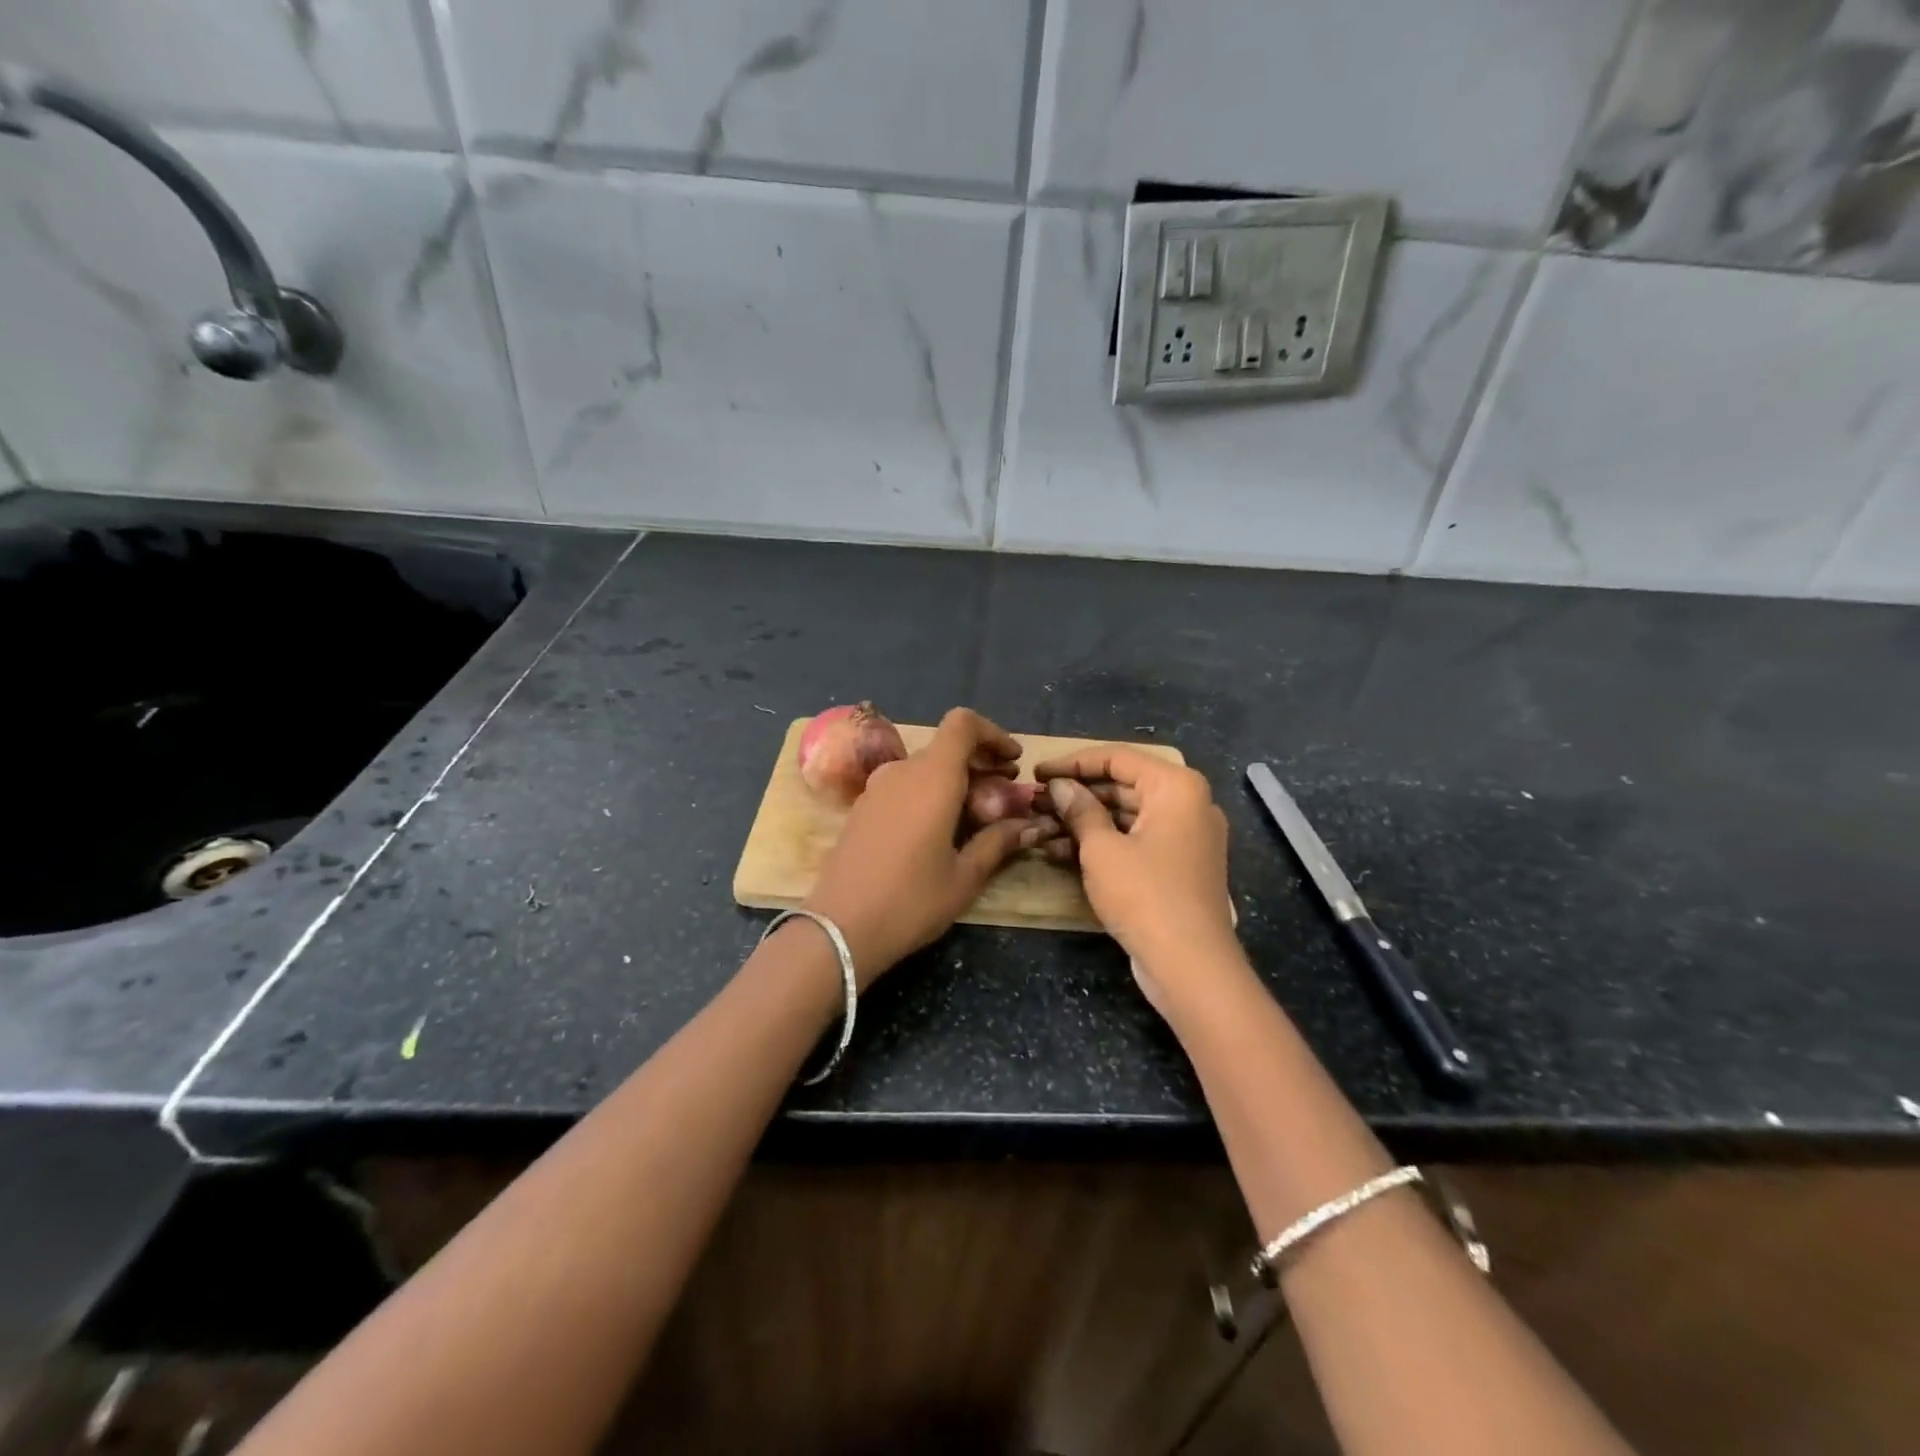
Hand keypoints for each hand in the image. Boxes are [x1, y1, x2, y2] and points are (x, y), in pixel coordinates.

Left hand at [804, 708, 1044, 985]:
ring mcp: (876, 789)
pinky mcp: (862, 808)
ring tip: (977, 818)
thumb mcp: (965, 877)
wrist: (838, 929)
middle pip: (947, 748)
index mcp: (932, 778)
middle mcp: (902, 771)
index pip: (963, 724)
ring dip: (955, 781)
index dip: (993, 734)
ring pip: (925, 768)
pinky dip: (930, 794)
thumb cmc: (910, 901)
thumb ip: (998, 842)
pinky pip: (904, 786)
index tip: (1013, 761)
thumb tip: (1030, 826)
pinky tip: (940, 831)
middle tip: (1005, 796)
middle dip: (980, 764)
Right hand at [1034, 747, 1241, 1011]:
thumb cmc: (1145, 895)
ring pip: (1127, 815)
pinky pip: (1136, 840)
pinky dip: (1103, 843)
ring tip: (1041, 829)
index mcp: (1177, 787)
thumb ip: (1079, 810)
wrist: (1191, 966)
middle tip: (1035, 802)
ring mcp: (1186, 837)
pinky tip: (1061, 853)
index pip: (1117, 757)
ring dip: (1084, 822)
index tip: (1037, 773)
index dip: (1072, 763)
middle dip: (1076, 795)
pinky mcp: (1178, 866)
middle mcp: (1188, 803)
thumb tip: (1059, 787)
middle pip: (1123, 785)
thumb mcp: (1101, 849)